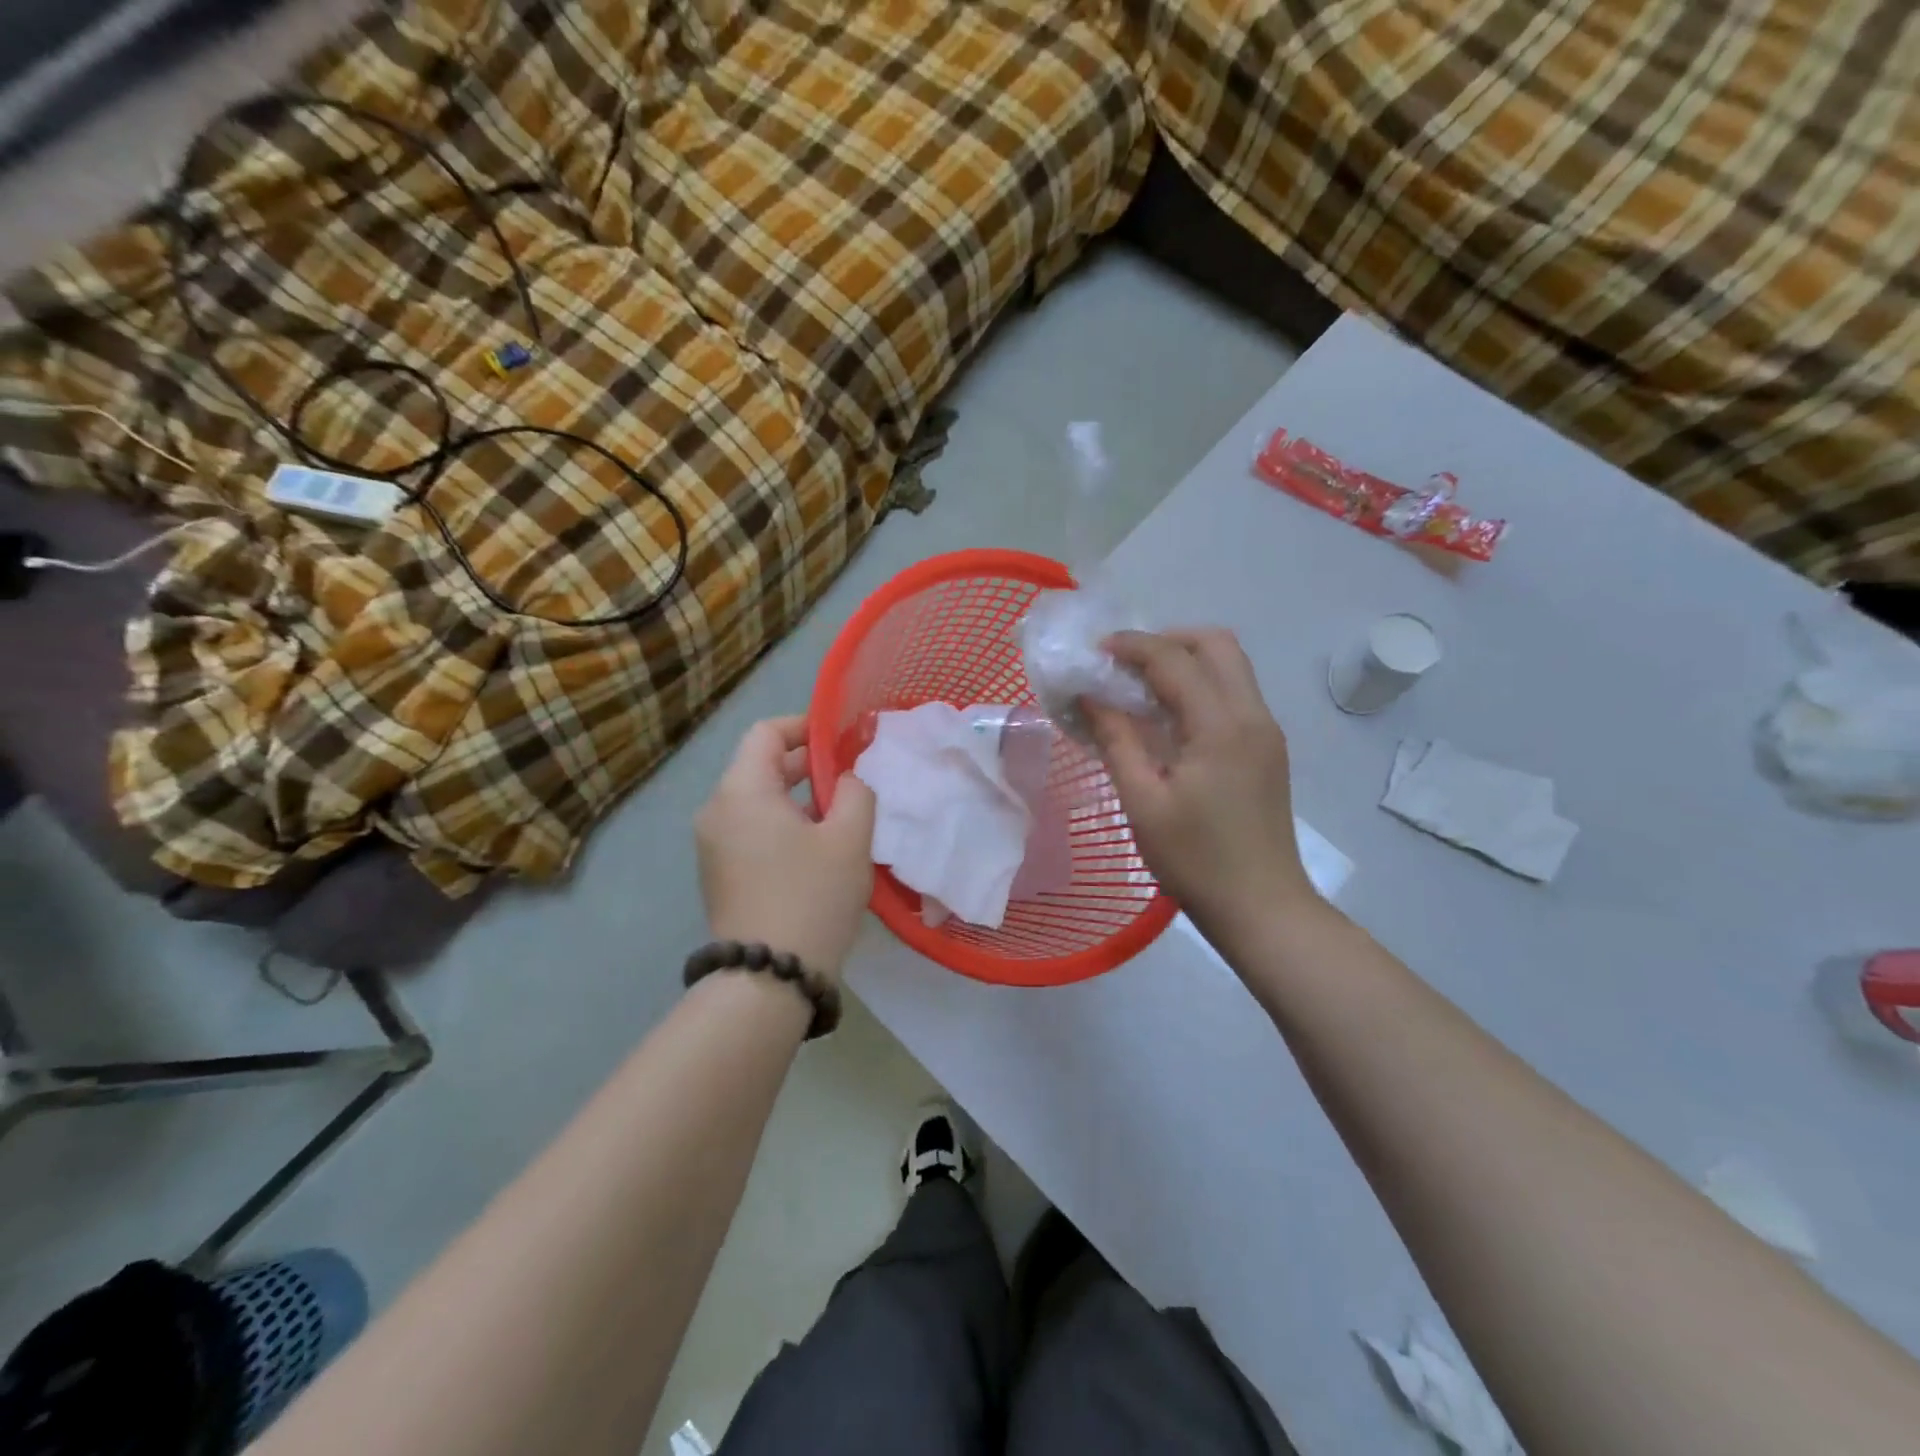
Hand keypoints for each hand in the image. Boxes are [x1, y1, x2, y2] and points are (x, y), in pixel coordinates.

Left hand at [695, 716, 876, 979]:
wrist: (768, 978)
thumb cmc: (812, 896)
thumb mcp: (850, 838)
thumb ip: (856, 792)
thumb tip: (847, 779)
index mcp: (742, 791)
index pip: (766, 733)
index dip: (805, 727)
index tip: (841, 740)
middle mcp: (717, 810)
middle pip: (760, 766)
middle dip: (806, 765)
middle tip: (850, 777)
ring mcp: (713, 844)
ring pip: (757, 801)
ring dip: (797, 798)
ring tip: (840, 814)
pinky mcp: (719, 873)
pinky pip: (751, 830)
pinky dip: (782, 825)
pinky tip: (817, 849)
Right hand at [1084, 629, 1318, 951]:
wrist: (1262, 908)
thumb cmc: (1195, 860)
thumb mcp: (1143, 802)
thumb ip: (1116, 740)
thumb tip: (1091, 696)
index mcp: (1222, 727)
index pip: (1175, 660)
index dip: (1132, 646)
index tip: (1094, 652)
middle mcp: (1253, 716)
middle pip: (1217, 644)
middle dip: (1167, 640)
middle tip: (1125, 664)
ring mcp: (1266, 732)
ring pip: (1230, 666)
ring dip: (1185, 661)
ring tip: (1140, 687)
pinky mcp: (1268, 750)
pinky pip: (1234, 694)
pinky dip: (1199, 687)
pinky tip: (1168, 718)